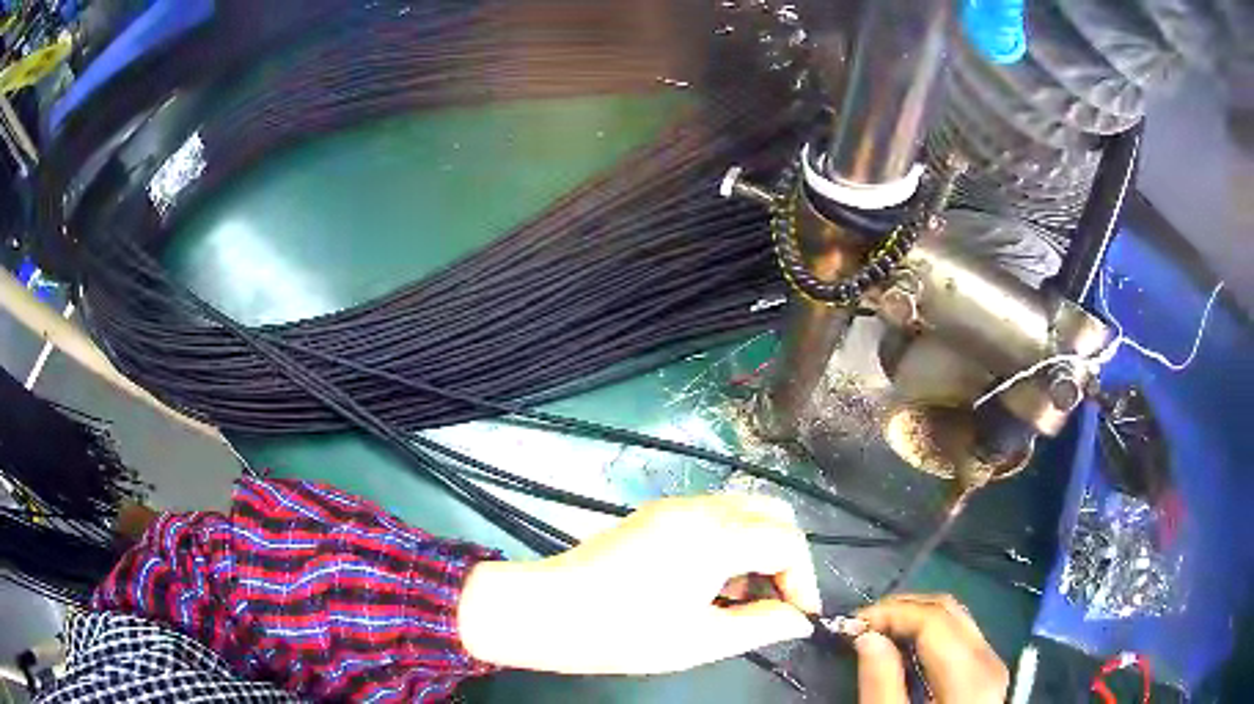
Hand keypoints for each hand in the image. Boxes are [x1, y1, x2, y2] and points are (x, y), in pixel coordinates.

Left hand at [457, 494, 821, 674]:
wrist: (548, 611)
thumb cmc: (625, 633)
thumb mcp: (701, 640)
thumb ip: (761, 626)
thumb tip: (799, 620)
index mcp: (716, 537)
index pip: (787, 542)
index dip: (803, 579)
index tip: (799, 614)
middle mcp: (700, 509)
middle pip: (771, 512)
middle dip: (786, 553)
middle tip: (778, 597)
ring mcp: (673, 506)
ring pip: (742, 509)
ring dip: (758, 545)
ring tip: (740, 595)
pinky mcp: (654, 513)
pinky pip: (713, 514)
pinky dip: (730, 539)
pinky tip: (710, 580)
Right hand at [853, 594, 1008, 703]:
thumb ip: (881, 684)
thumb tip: (867, 637)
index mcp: (970, 675)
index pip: (932, 619)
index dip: (890, 612)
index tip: (852, 624)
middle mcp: (989, 659)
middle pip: (948, 609)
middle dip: (902, 608)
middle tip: (863, 622)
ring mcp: (992, 663)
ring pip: (956, 618)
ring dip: (915, 617)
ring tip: (879, 631)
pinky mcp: (987, 672)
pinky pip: (960, 635)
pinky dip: (929, 632)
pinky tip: (905, 645)